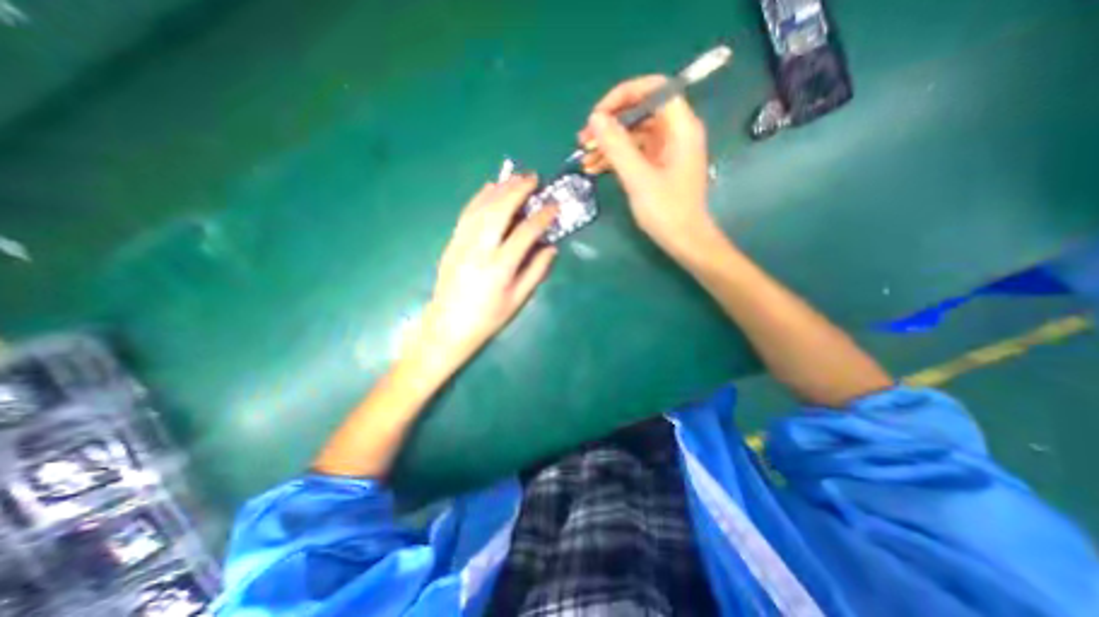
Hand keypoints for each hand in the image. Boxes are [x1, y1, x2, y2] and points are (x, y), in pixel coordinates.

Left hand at [412, 174, 559, 374]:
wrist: (448, 326)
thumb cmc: (487, 318)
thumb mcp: (517, 300)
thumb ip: (536, 271)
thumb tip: (551, 248)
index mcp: (500, 267)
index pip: (525, 233)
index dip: (542, 217)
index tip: (554, 206)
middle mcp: (479, 249)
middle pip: (500, 211)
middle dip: (518, 190)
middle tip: (533, 179)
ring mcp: (462, 243)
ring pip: (482, 207)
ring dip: (500, 189)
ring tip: (515, 178)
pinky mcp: (452, 243)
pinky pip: (466, 214)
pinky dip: (479, 197)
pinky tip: (489, 188)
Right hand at [578, 75, 717, 258]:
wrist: (684, 241)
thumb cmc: (666, 211)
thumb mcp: (638, 178)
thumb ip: (617, 146)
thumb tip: (595, 118)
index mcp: (680, 127)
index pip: (654, 89)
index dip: (623, 96)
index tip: (598, 116)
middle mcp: (675, 133)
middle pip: (639, 113)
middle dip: (610, 125)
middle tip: (583, 141)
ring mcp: (666, 151)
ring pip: (633, 136)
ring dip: (608, 145)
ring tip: (584, 159)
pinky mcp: (658, 167)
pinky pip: (634, 154)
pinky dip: (615, 160)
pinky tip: (594, 169)